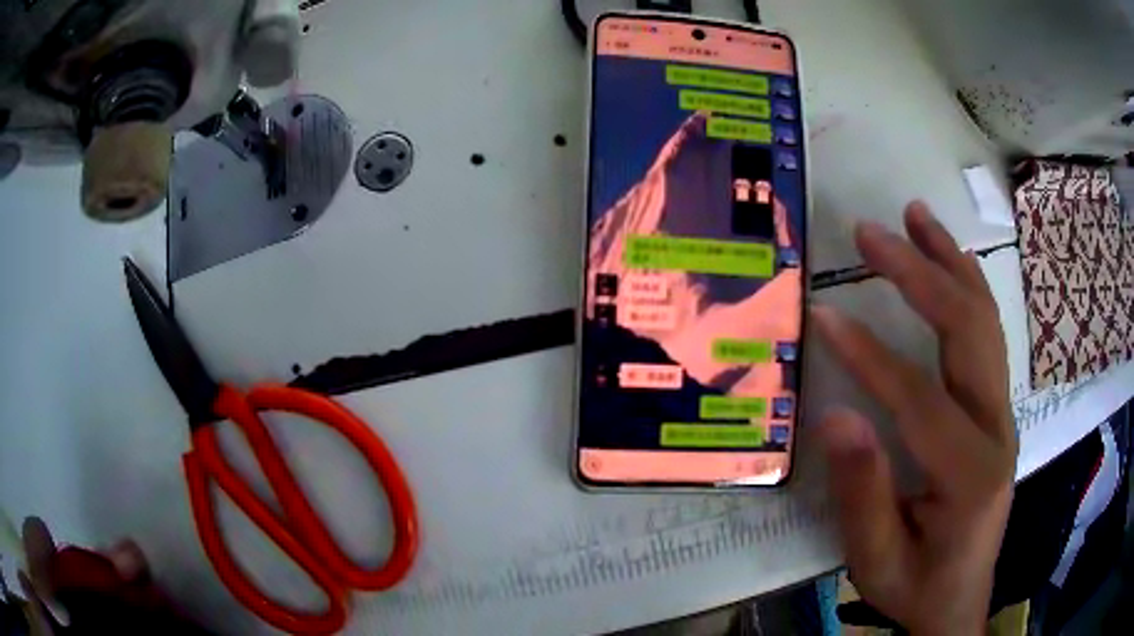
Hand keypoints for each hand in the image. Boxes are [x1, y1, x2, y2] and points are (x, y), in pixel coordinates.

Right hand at [812, 202, 1016, 634]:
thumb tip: (838, 416)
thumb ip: (862, 494)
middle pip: (968, 334)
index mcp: (970, 473)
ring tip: (916, 216)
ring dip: (950, 262)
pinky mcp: (997, 407)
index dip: (870, 356)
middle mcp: (997, 428)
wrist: (960, 598)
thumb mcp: (877, 560)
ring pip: (985, 321)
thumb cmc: (916, 584)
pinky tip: (950, 259)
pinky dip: (968, 286)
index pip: (920, 398)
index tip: (823, 314)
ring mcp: (1003, 412)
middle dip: (920, 275)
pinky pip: (987, 333)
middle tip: (872, 233)